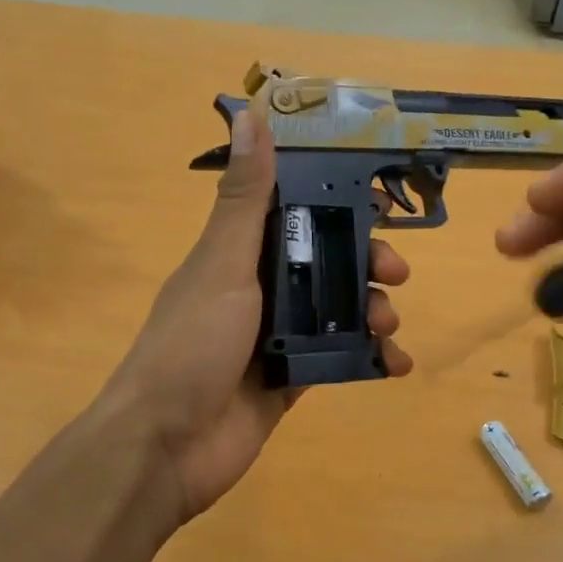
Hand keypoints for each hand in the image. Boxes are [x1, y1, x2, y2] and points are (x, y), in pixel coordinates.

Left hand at [104, 106, 412, 528]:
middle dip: (365, 260)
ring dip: (371, 308)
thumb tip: (251, 115)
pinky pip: (338, 358)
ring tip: (389, 322)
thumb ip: (244, 198)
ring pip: (336, 309)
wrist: (167, 446)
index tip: (380, 200)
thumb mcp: (222, 264)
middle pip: (324, 261)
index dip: (335, 201)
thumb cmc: (193, 344)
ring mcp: (274, 336)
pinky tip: (395, 363)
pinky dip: (370, 358)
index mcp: (237, 253)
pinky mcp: (290, 379)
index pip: (292, 211)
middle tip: (395, 271)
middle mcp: (257, 289)